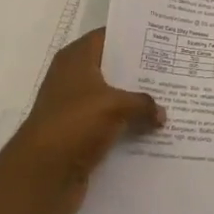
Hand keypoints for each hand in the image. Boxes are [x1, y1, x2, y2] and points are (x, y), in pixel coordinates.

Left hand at [0, 29, 161, 213]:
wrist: (40, 178)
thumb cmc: (74, 125)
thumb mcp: (115, 106)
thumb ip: (143, 103)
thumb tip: (162, 113)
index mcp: (76, 59)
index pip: (108, 36)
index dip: (133, 35)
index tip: (163, 37)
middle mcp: (74, 79)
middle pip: (113, 67)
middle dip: (140, 70)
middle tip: (173, 68)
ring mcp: (76, 109)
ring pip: (113, 98)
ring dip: (136, 102)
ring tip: (171, 98)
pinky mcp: (79, 136)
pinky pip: (111, 125)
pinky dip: (128, 127)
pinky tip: (154, 129)